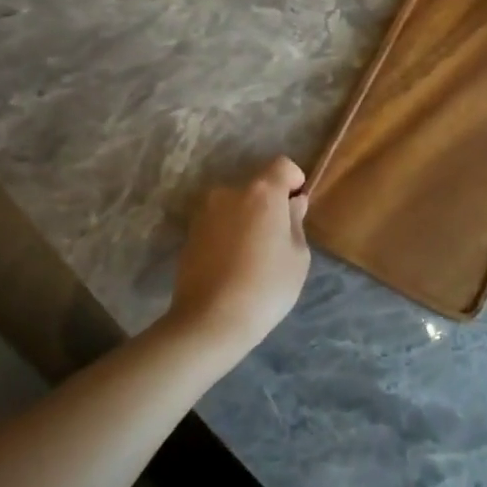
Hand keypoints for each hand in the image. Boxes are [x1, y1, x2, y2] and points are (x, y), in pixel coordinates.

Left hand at [166, 157, 311, 358]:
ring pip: (235, 206)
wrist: (210, 320)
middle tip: (277, 238)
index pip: (282, 165)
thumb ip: (296, 222)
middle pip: (257, 187)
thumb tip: (293, 203)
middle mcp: (230, 192)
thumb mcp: (298, 257)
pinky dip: (227, 234)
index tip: (297, 205)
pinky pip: (218, 224)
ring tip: (252, 256)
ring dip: (246, 219)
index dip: (294, 180)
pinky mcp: (189, 233)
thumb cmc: (266, 287)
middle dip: (269, 204)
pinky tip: (232, 265)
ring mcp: (205, 212)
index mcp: (262, 192)